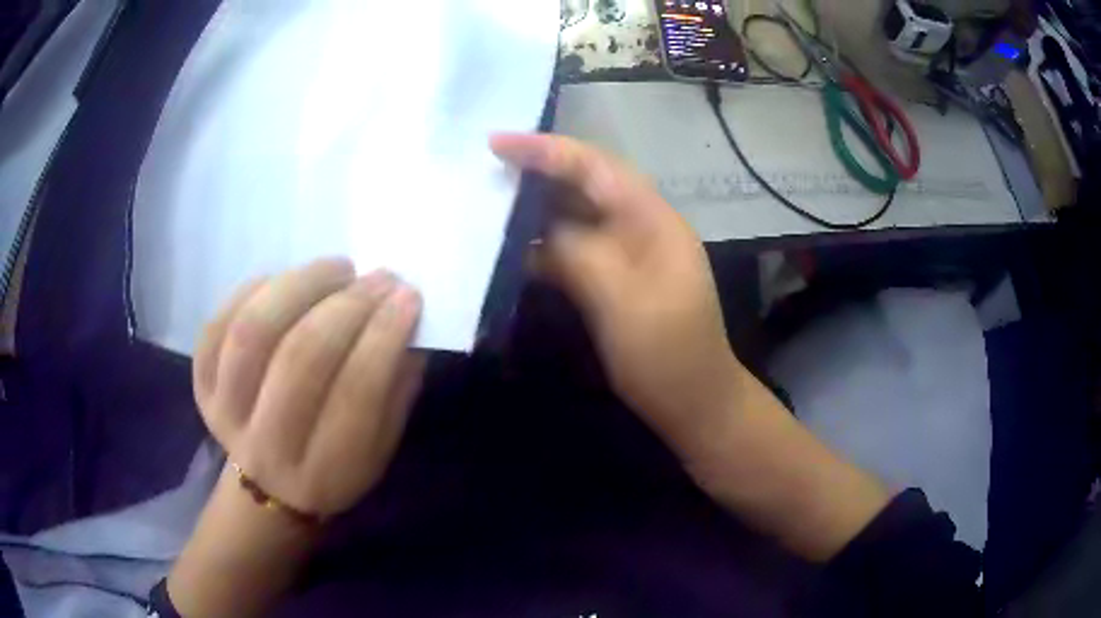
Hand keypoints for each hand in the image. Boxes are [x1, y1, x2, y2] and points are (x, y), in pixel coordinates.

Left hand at [193, 258, 424, 517]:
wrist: (266, 489)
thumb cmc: (333, 467)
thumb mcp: (379, 449)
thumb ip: (394, 390)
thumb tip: (404, 319)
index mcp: (323, 472)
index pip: (355, 395)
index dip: (383, 336)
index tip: (407, 297)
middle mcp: (268, 447)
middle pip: (300, 359)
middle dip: (346, 306)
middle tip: (377, 278)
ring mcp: (225, 413)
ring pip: (253, 332)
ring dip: (300, 286)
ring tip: (336, 269)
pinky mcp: (201, 386)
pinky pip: (217, 326)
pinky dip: (253, 292)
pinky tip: (285, 282)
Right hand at [490, 133, 741, 451]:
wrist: (694, 404)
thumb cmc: (668, 356)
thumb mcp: (624, 303)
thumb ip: (580, 255)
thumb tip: (539, 232)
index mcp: (653, 219)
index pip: (596, 167)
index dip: (546, 150)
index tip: (496, 144)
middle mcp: (640, 226)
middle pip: (584, 184)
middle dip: (537, 171)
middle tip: (484, 167)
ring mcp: (626, 254)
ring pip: (575, 216)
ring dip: (535, 207)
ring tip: (486, 199)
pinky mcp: (613, 280)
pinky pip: (573, 250)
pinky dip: (542, 245)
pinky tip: (508, 248)